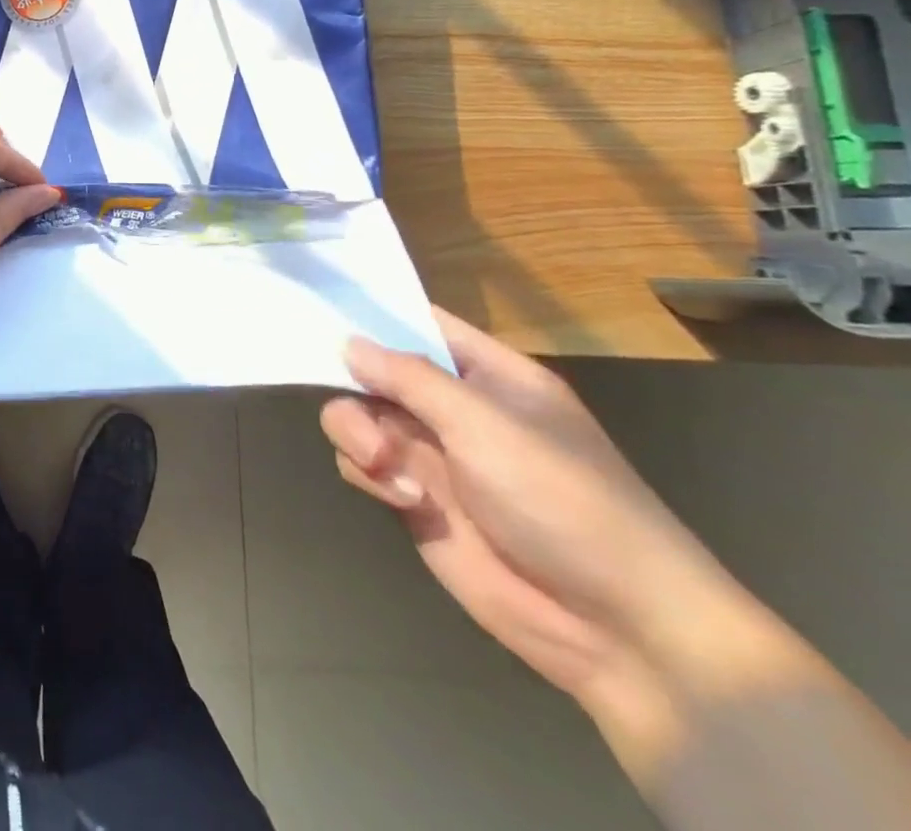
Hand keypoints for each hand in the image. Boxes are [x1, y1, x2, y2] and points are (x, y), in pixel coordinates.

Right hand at [319, 308, 733, 707]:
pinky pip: (360, 465)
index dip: (373, 313)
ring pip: (357, 417)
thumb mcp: (485, 425)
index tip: (320, 308)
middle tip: (358, 408)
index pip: (420, 323)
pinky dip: (368, 476)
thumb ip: (408, 377)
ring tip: (384, 466)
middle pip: (374, 371)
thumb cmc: (563, 501)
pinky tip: (402, 499)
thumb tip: (347, 341)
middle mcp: (454, 408)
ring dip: (358, 435)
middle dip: (355, 386)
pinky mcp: (413, 500)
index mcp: (487, 375)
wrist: (616, 627)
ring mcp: (432, 455)